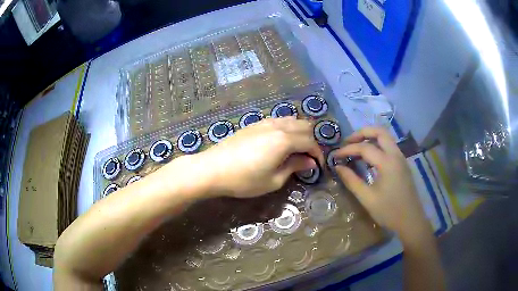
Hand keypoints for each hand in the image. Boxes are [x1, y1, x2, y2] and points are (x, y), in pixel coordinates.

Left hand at [191, 117, 323, 197]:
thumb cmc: (244, 179)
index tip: (318, 167)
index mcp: (285, 140)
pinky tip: (280, 142)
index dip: (317, 154)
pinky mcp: (254, 124)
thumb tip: (310, 162)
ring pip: (291, 120)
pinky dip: (287, 128)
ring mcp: (265, 122)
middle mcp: (278, 126)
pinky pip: (278, 120)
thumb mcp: (274, 180)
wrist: (213, 169)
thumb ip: (294, 167)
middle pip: (304, 126)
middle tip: (308, 158)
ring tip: (296, 149)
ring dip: (299, 132)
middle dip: (311, 141)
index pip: (310, 142)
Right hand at [333, 127, 428, 238]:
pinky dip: (377, 145)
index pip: (364, 147)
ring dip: (370, 137)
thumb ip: (351, 181)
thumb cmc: (389, 211)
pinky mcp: (403, 164)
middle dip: (362, 133)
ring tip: (356, 147)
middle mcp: (396, 155)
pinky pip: (389, 146)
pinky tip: (369, 158)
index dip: (347, 149)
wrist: (411, 220)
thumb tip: (338, 167)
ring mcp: (401, 158)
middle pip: (379, 132)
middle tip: (348, 142)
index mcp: (387, 162)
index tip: (335, 155)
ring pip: (386, 137)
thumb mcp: (367, 198)